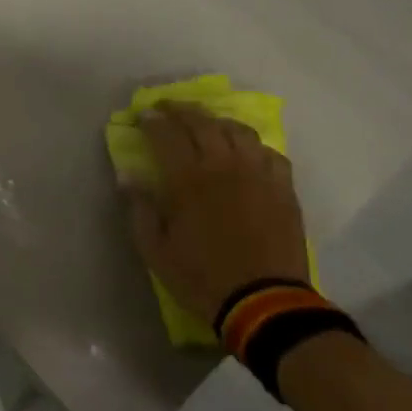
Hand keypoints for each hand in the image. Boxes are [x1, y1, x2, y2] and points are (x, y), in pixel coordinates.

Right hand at [121, 104, 310, 331]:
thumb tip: (128, 176)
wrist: (264, 302)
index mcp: (188, 180)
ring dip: (217, 121)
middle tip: (167, 107)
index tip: (142, 115)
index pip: (166, 134)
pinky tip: (245, 152)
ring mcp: (258, 174)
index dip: (152, 121)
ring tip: (206, 123)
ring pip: (238, 131)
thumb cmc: (201, 277)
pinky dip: (252, 145)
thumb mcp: (155, 250)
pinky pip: (269, 152)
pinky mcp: (283, 188)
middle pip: (202, 122)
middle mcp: (223, 166)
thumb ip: (140, 209)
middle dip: (180, 110)